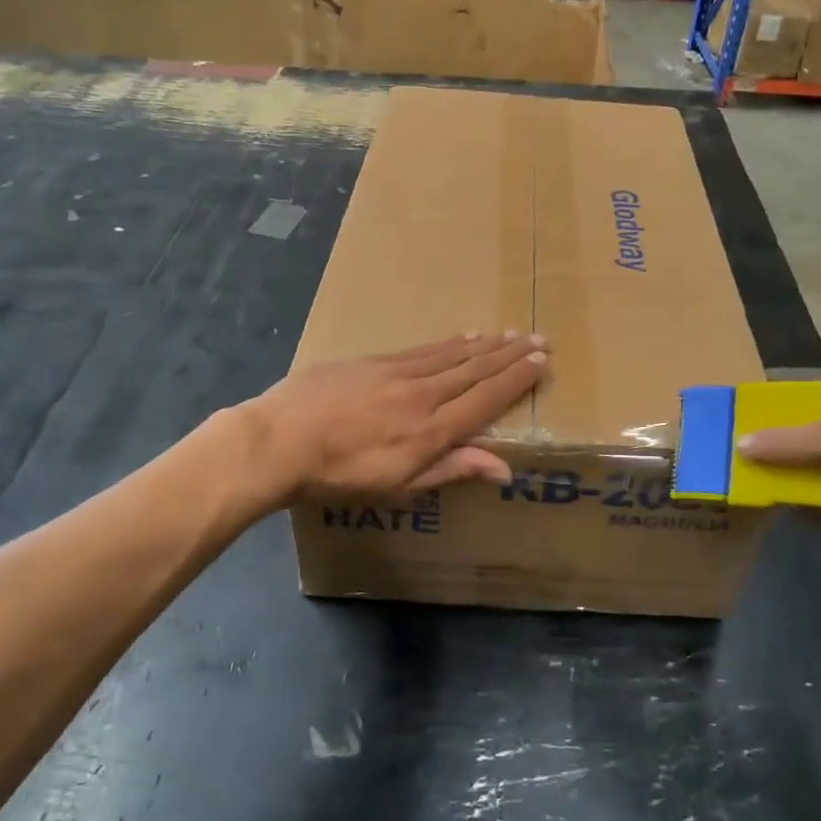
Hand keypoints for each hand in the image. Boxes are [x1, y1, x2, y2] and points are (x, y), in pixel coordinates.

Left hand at [240, 332, 548, 505]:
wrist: (279, 440)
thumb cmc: (339, 476)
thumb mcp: (399, 486)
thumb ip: (452, 470)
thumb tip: (505, 468)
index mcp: (432, 430)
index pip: (486, 399)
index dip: (517, 380)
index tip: (542, 362)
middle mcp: (423, 394)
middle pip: (475, 370)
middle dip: (510, 356)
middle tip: (539, 338)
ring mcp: (397, 373)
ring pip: (452, 355)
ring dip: (485, 345)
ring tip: (509, 334)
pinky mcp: (373, 361)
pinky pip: (422, 349)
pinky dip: (448, 342)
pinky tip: (461, 336)